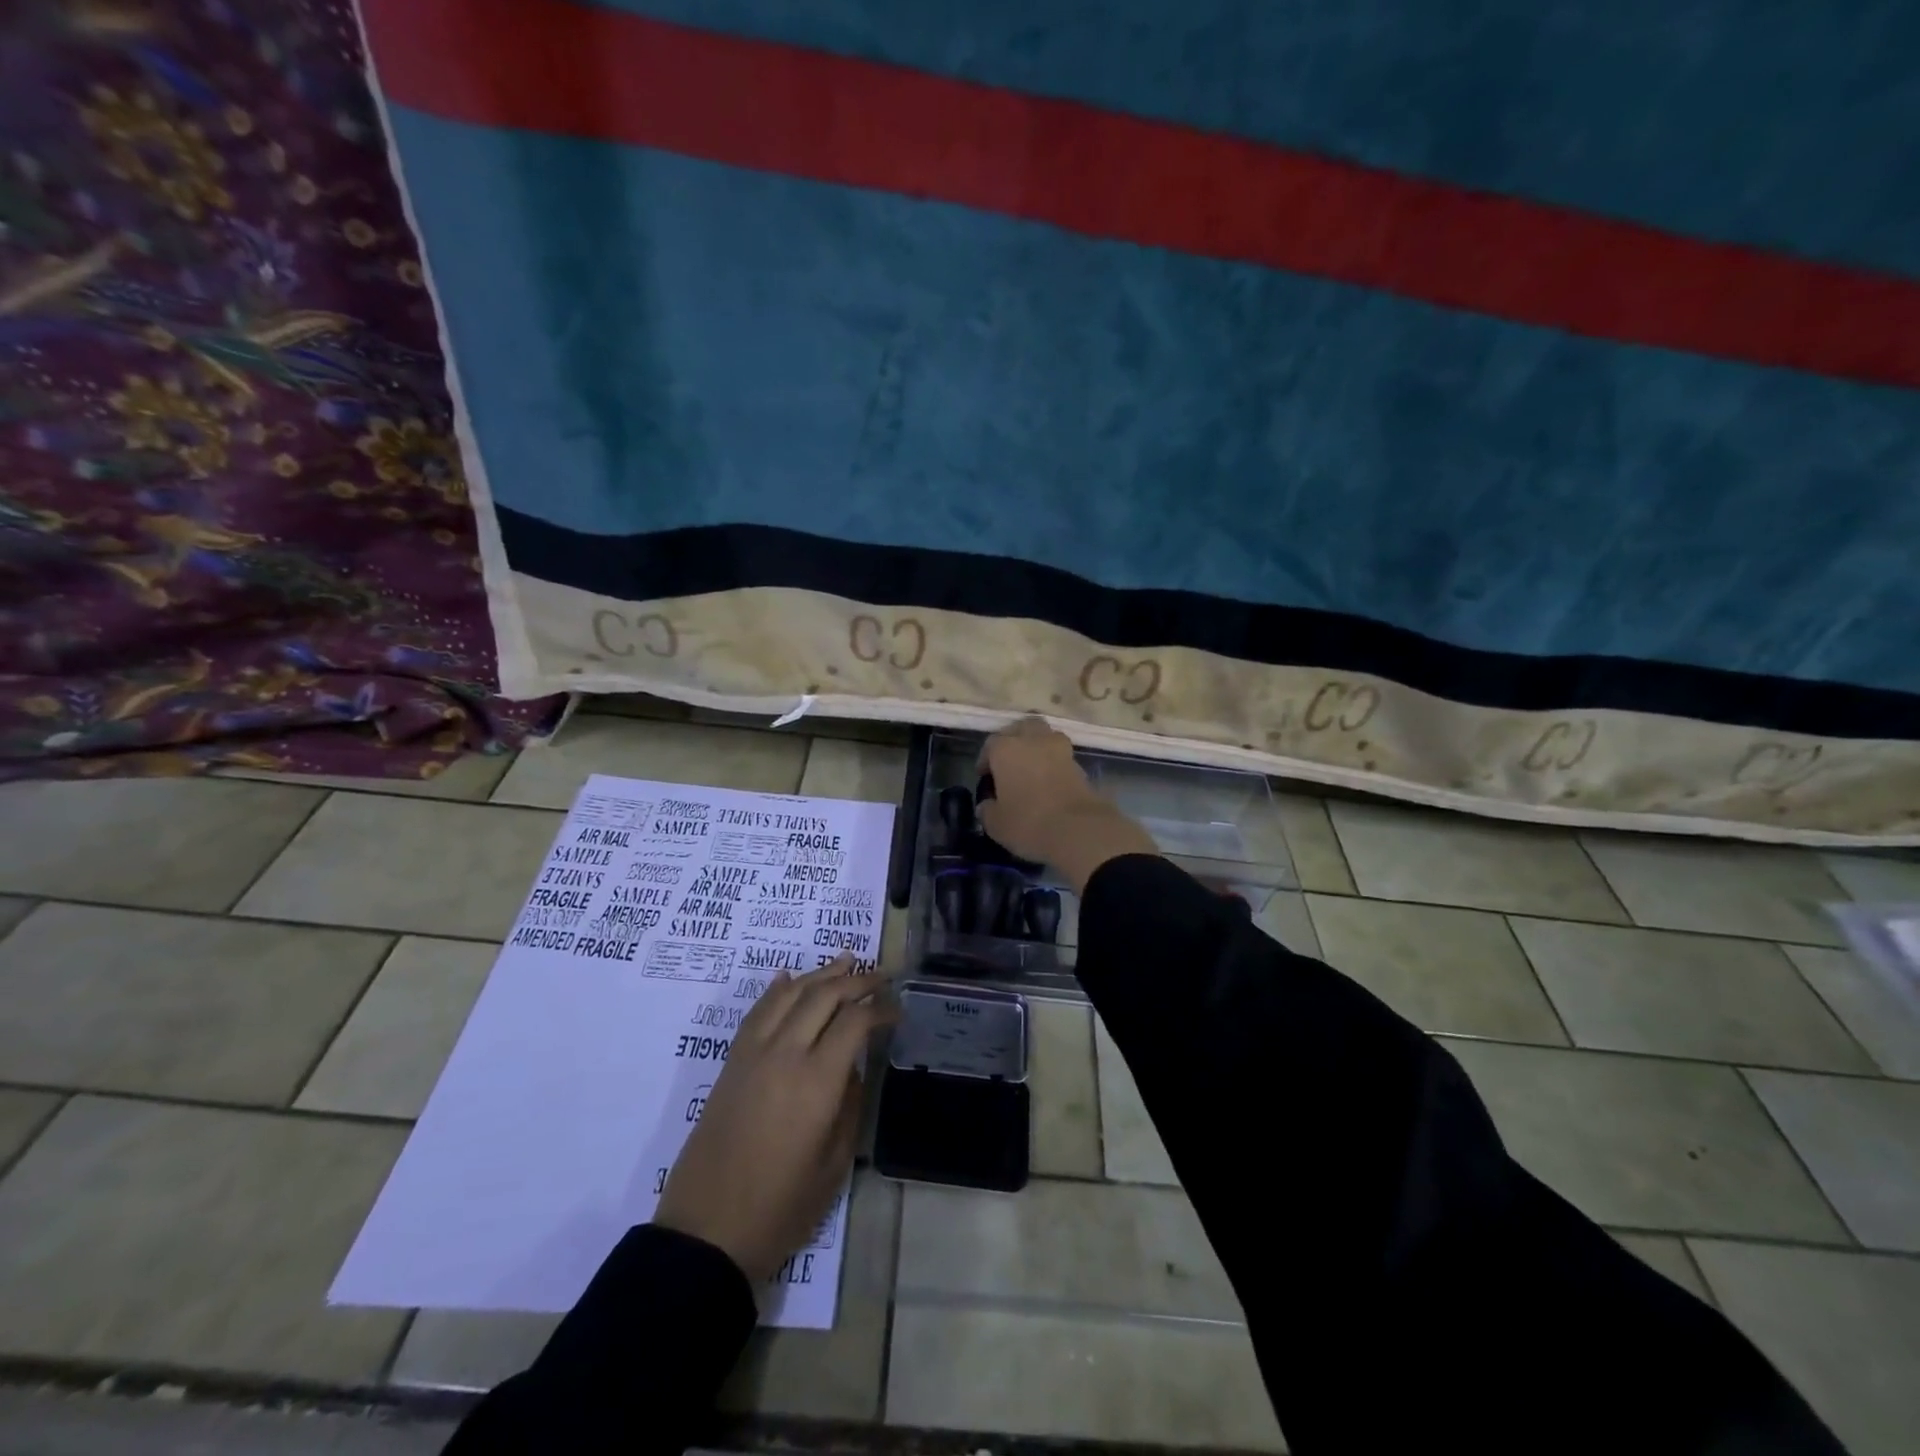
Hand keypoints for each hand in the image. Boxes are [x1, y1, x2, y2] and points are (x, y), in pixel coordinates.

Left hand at [654, 955, 894, 1281]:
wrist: (706, 1232)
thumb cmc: (780, 1208)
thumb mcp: (834, 1164)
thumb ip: (850, 1106)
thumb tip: (853, 1068)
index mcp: (817, 1081)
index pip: (855, 1021)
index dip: (881, 1009)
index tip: (898, 1011)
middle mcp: (785, 1053)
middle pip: (824, 996)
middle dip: (857, 980)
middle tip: (881, 976)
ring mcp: (754, 1053)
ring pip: (790, 994)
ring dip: (820, 974)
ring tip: (845, 960)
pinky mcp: (732, 1062)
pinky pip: (757, 1011)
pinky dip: (777, 990)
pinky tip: (789, 979)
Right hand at [978, 717, 1158, 891]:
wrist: (1079, 830)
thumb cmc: (1028, 823)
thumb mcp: (996, 824)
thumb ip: (987, 810)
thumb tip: (987, 806)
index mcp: (1006, 749)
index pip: (991, 744)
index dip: (986, 759)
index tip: (984, 776)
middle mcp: (1034, 741)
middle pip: (1023, 727)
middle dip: (1015, 739)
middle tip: (1009, 761)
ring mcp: (1061, 750)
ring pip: (1046, 737)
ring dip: (1038, 747)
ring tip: (1031, 769)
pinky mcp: (1080, 765)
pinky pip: (1061, 757)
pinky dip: (1054, 764)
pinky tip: (1049, 782)